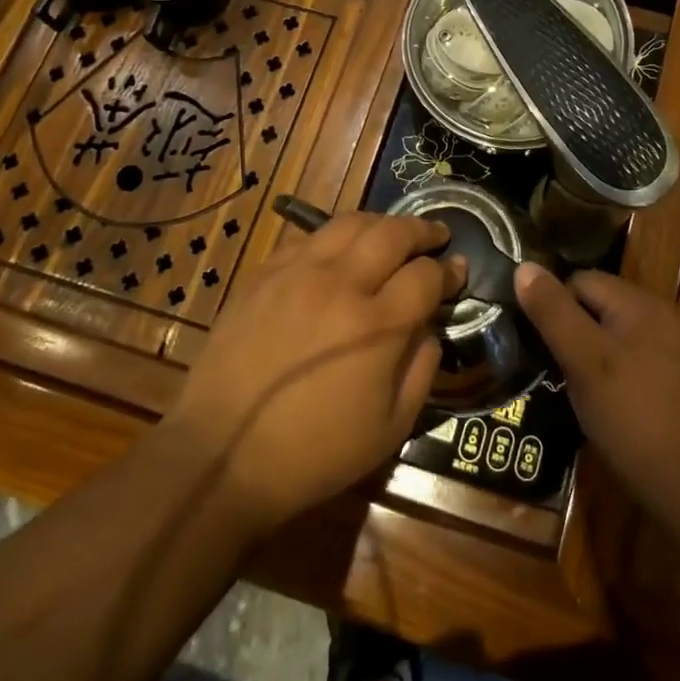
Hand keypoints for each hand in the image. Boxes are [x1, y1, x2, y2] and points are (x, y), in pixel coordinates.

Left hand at [161, 213, 464, 538]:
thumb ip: (422, 369)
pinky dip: (334, 238)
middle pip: (393, 233)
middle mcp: (340, 284)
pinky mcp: (263, 274)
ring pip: (349, 223)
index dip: (449, 270)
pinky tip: (338, 253)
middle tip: (436, 235)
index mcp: (377, 325)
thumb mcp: (389, 428)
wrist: (220, 457)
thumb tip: (430, 328)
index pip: (426, 275)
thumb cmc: (313, 454)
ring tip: (392, 234)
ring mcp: (297, 273)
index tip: (458, 270)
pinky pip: (307, 238)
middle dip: (423, 230)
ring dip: (381, 223)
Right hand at [514, 265, 679, 517]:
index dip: (553, 305)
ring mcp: (669, 349)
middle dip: (569, 329)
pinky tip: (598, 402)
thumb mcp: (583, 360)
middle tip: (548, 365)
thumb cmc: (631, 416)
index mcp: (640, 302)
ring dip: (586, 353)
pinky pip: (628, 359)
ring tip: (566, 384)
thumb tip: (524, 266)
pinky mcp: (672, 380)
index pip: (581, 280)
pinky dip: (608, 372)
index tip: (534, 340)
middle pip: (597, 304)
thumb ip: (554, 312)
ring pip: (611, 334)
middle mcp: (659, 316)